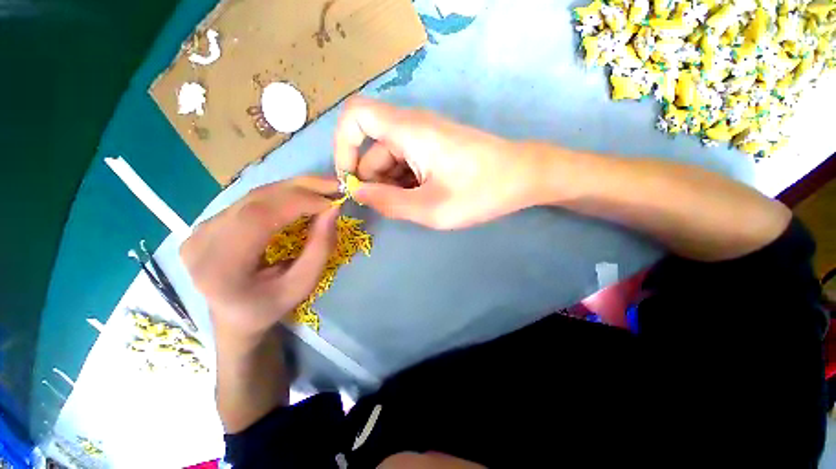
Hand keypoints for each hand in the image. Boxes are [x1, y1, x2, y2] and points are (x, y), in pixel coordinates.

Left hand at [180, 176, 338, 345]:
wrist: (234, 316)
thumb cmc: (270, 306)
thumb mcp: (303, 285)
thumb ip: (320, 248)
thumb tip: (333, 209)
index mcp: (220, 267)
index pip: (259, 218)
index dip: (299, 202)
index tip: (333, 201)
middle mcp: (202, 241)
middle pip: (256, 200)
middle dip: (301, 188)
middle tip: (334, 184)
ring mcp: (201, 228)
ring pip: (255, 195)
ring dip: (294, 188)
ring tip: (324, 187)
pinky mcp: (210, 221)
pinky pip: (252, 200)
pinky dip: (283, 194)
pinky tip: (303, 194)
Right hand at [333, 97, 540, 228]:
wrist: (523, 176)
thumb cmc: (480, 192)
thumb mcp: (430, 208)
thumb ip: (389, 202)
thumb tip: (359, 193)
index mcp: (408, 131)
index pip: (355, 116)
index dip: (343, 146)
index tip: (350, 180)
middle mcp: (413, 126)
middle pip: (373, 148)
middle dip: (373, 180)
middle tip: (392, 207)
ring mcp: (425, 136)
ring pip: (391, 158)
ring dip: (392, 184)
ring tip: (414, 206)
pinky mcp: (435, 147)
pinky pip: (407, 161)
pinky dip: (406, 181)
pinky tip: (423, 198)